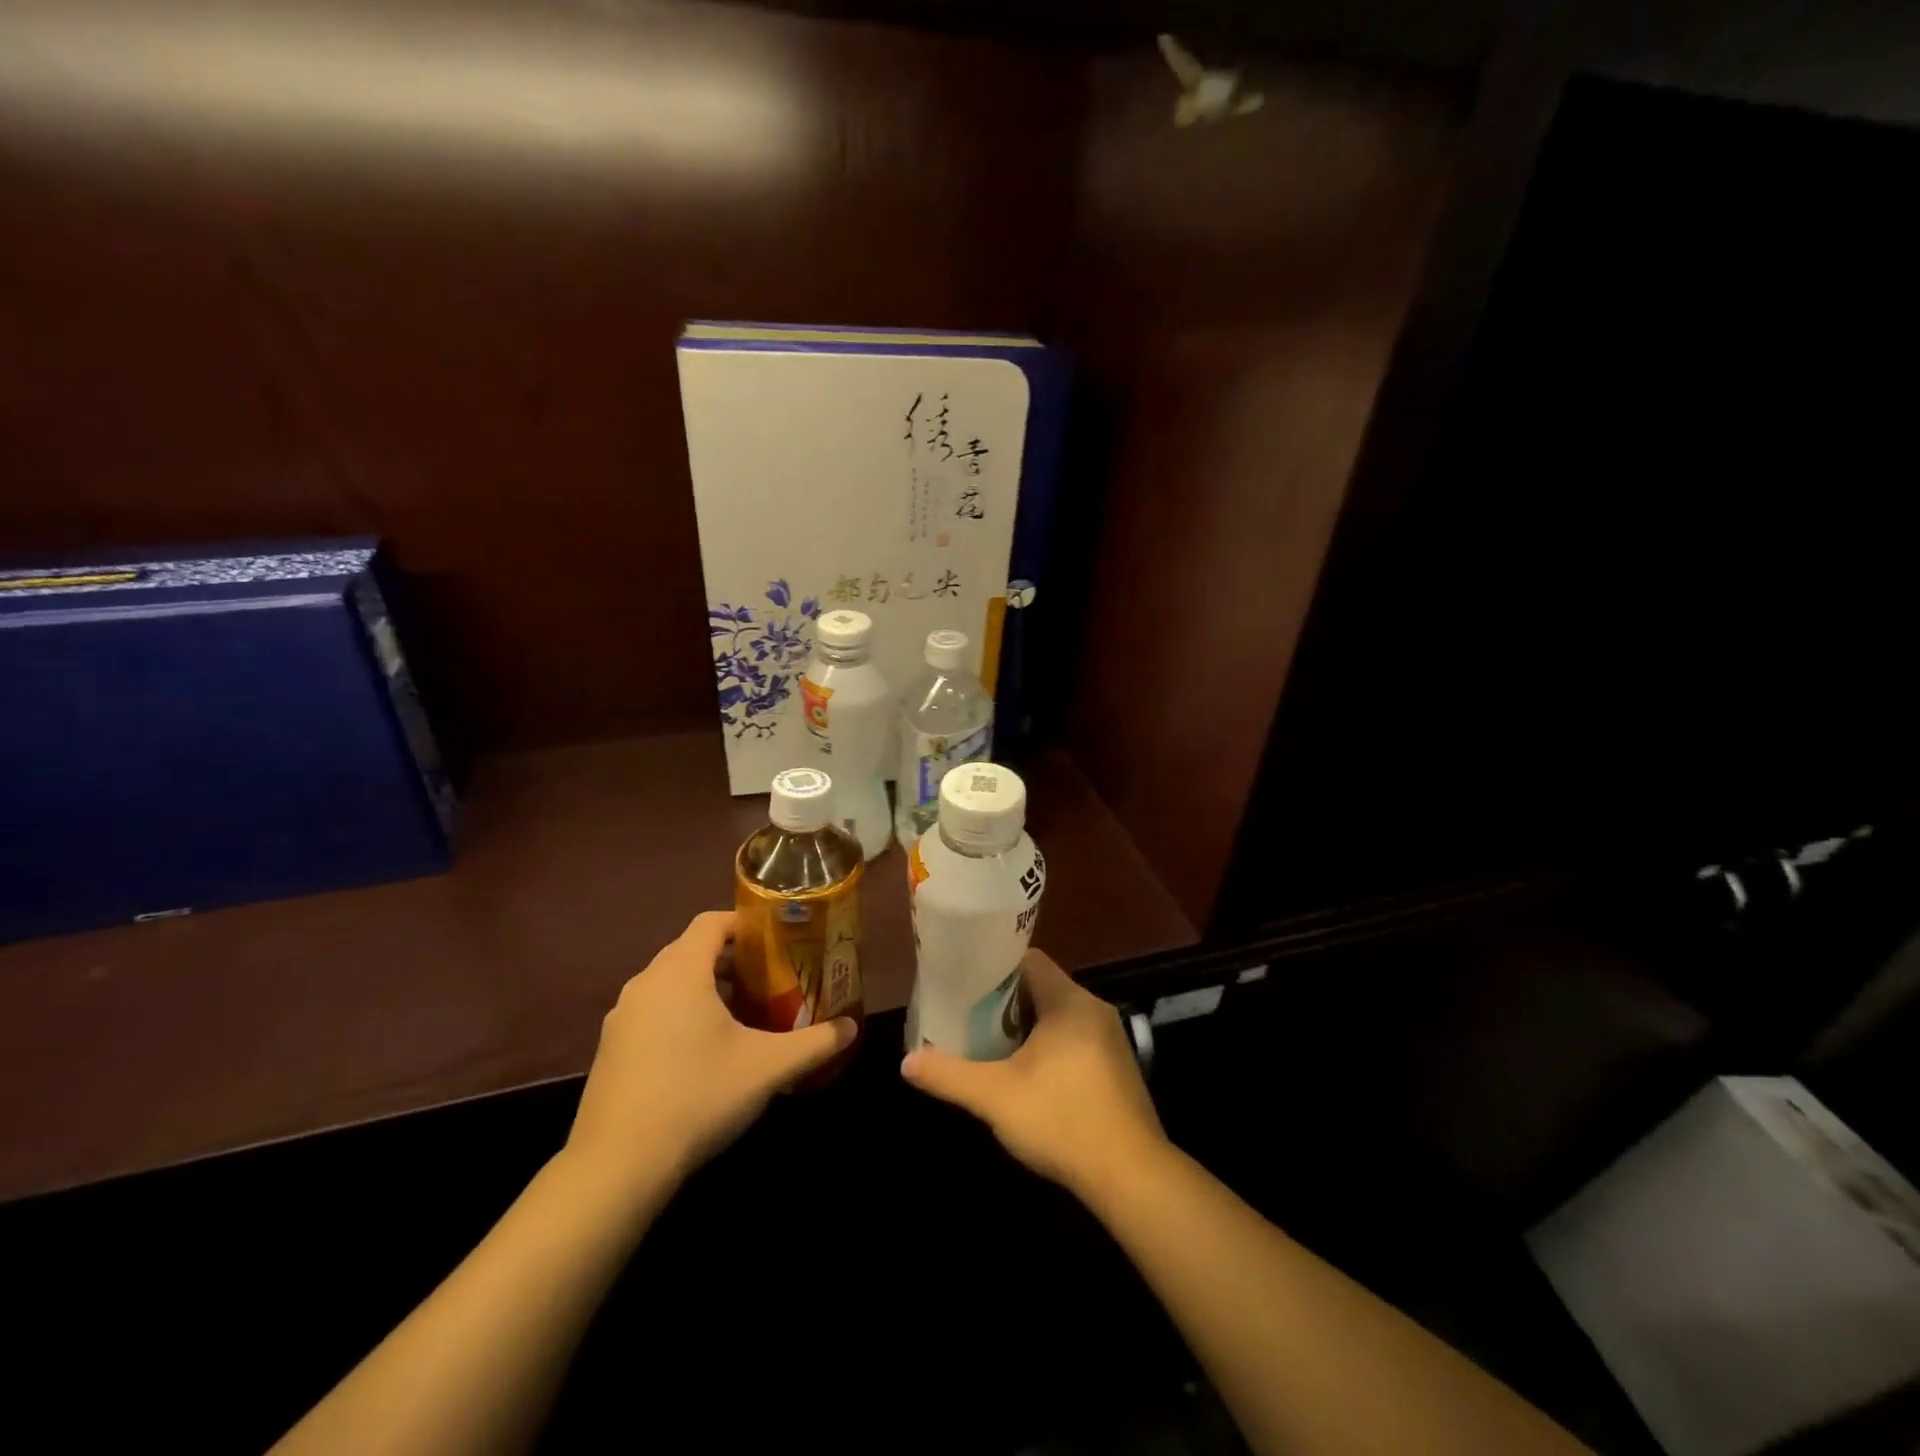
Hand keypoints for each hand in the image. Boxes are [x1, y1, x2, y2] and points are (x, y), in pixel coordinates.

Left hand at [564, 911, 856, 1202]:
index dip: (745, 923)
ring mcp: (621, 1017)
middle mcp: (645, 983)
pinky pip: (652, 1011)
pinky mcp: (610, 1048)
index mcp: (680, 972)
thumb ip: (815, 1043)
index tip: (777, 940)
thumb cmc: (698, 1096)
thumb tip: (852, 1027)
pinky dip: (680, 1013)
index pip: (711, 922)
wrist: (617, 1166)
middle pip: (691, 950)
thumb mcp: (768, 1068)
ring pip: (670, 982)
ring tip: (742, 1013)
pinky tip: (704, 1051)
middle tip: (769, 978)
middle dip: (731, 959)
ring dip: (705, 987)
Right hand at [900, 949, 1167, 1201]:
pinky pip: (1074, 1040)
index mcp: (1069, 1000)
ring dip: (1026, 1027)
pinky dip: (1048, 1047)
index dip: (994, 966)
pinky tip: (1026, 1074)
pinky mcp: (1117, 1068)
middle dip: (1004, 1001)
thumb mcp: (995, 1097)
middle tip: (968, 1015)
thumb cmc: (1061, 1119)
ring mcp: (1110, 1039)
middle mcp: (1093, 1009)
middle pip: (1041, 988)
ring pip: (1057, 1016)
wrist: (1131, 1175)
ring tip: (989, 1043)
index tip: (965, 982)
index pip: (1028, 960)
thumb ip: (949, 1075)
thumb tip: (906, 1062)